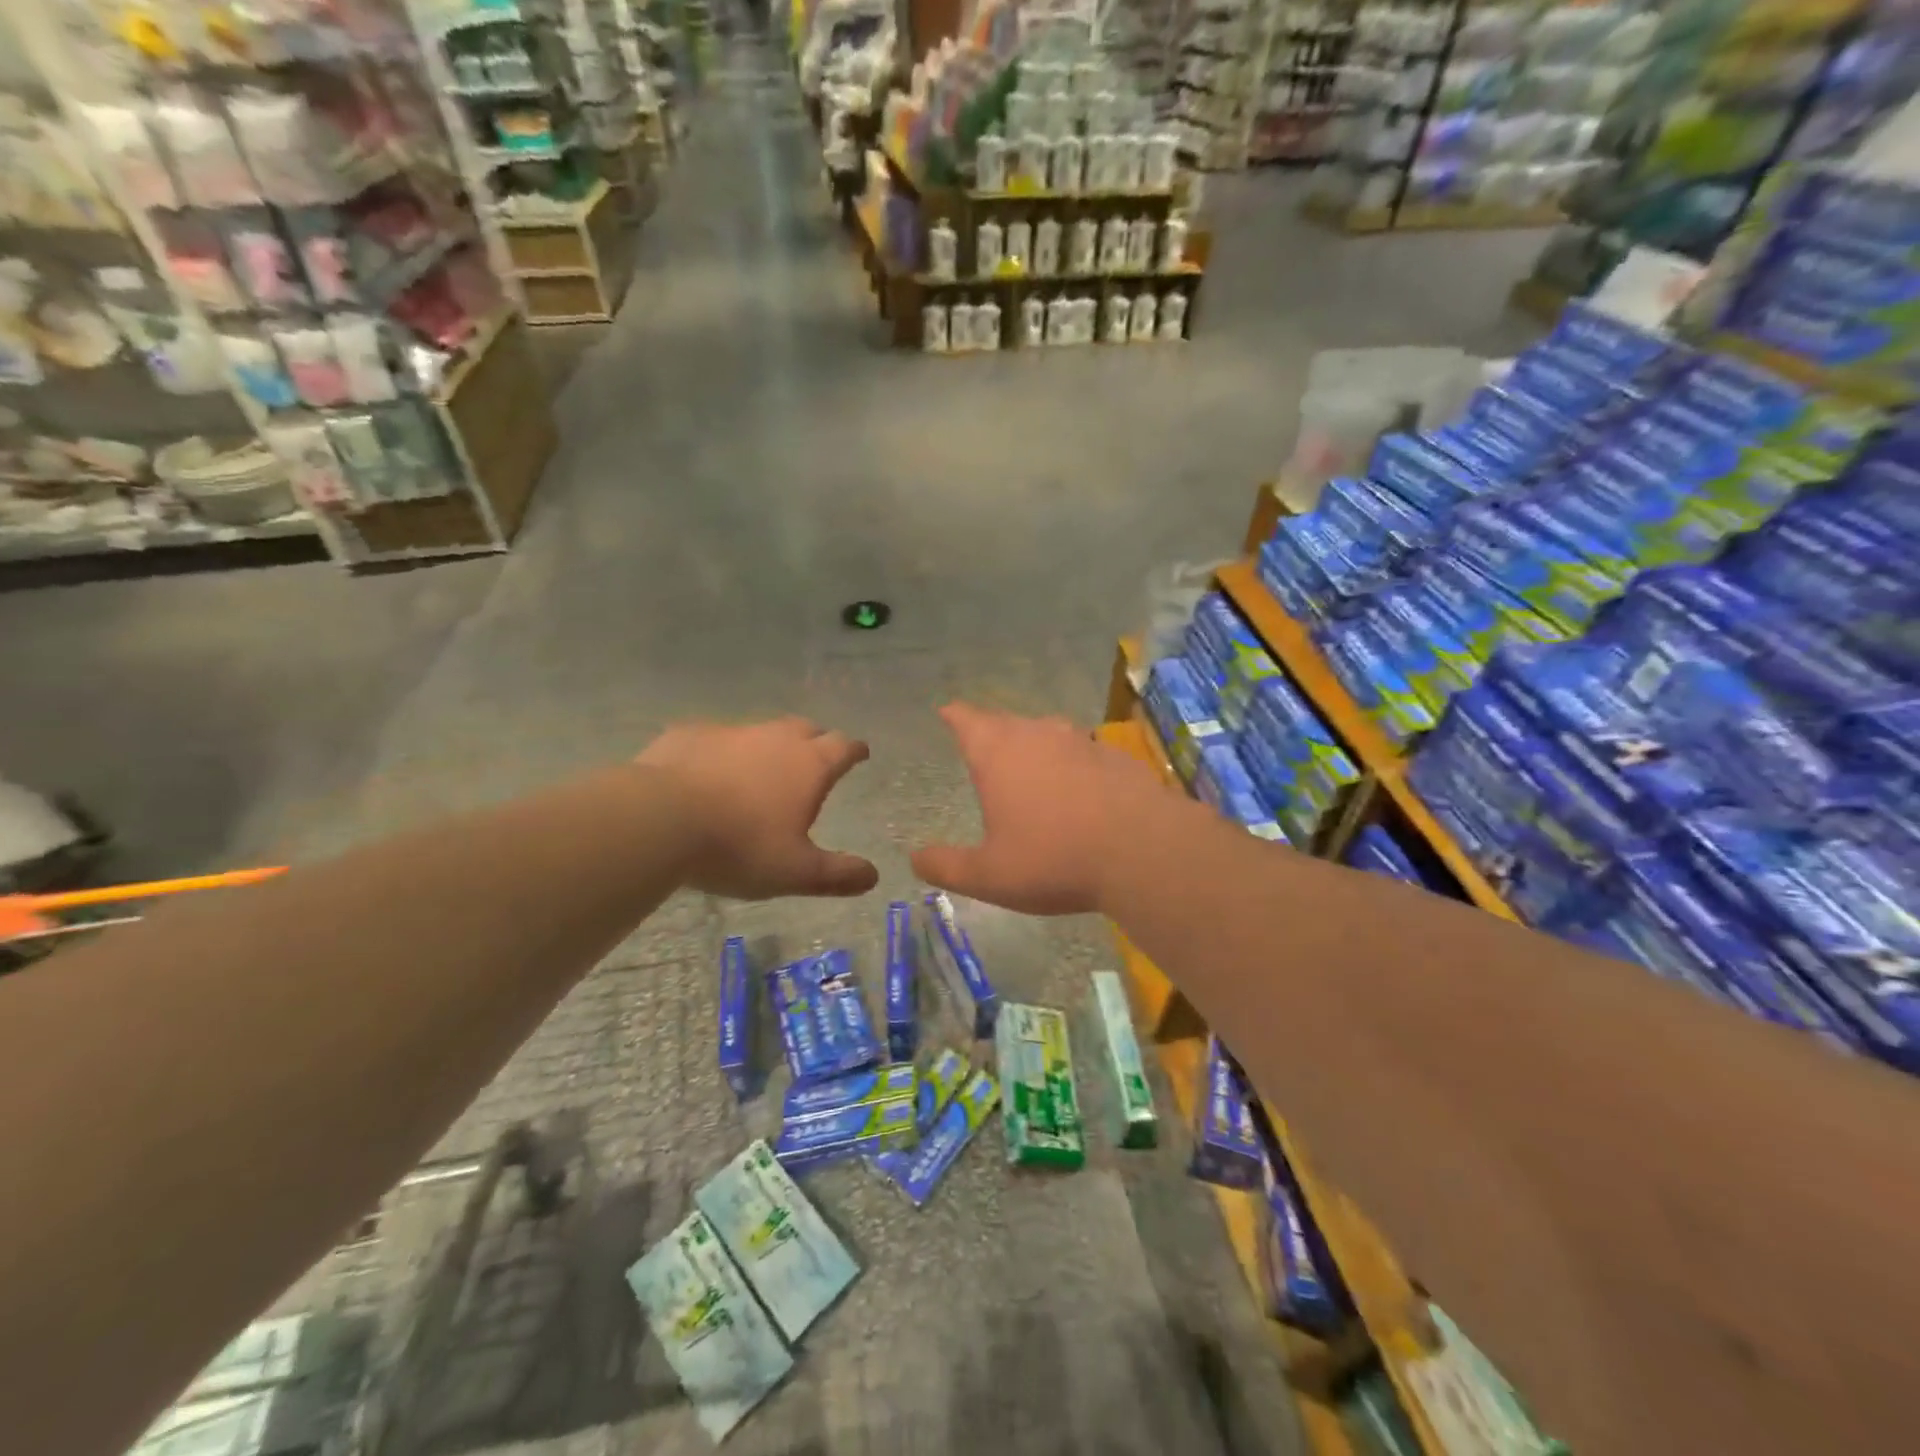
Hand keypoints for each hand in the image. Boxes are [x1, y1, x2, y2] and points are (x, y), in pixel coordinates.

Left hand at [636, 718, 878, 899]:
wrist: (659, 819)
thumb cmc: (739, 846)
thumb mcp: (795, 871)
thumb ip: (837, 874)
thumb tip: (873, 876)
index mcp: (809, 765)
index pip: (843, 747)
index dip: (855, 750)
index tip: (860, 753)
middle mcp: (775, 738)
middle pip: (806, 729)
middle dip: (816, 740)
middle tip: (815, 758)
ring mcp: (730, 732)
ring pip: (760, 731)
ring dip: (768, 746)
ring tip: (760, 770)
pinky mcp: (689, 734)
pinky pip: (715, 739)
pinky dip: (722, 753)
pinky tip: (708, 773)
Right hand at [911, 704, 1168, 914]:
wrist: (1143, 851)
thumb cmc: (1054, 859)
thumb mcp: (989, 876)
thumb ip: (947, 866)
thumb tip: (915, 859)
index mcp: (998, 753)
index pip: (966, 719)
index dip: (954, 716)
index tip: (947, 713)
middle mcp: (1037, 734)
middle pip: (1005, 722)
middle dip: (991, 733)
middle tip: (984, 749)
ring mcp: (1080, 741)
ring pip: (1047, 733)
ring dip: (1034, 747)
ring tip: (1030, 769)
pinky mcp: (1115, 756)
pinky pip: (1082, 753)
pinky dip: (1072, 765)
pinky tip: (1079, 791)